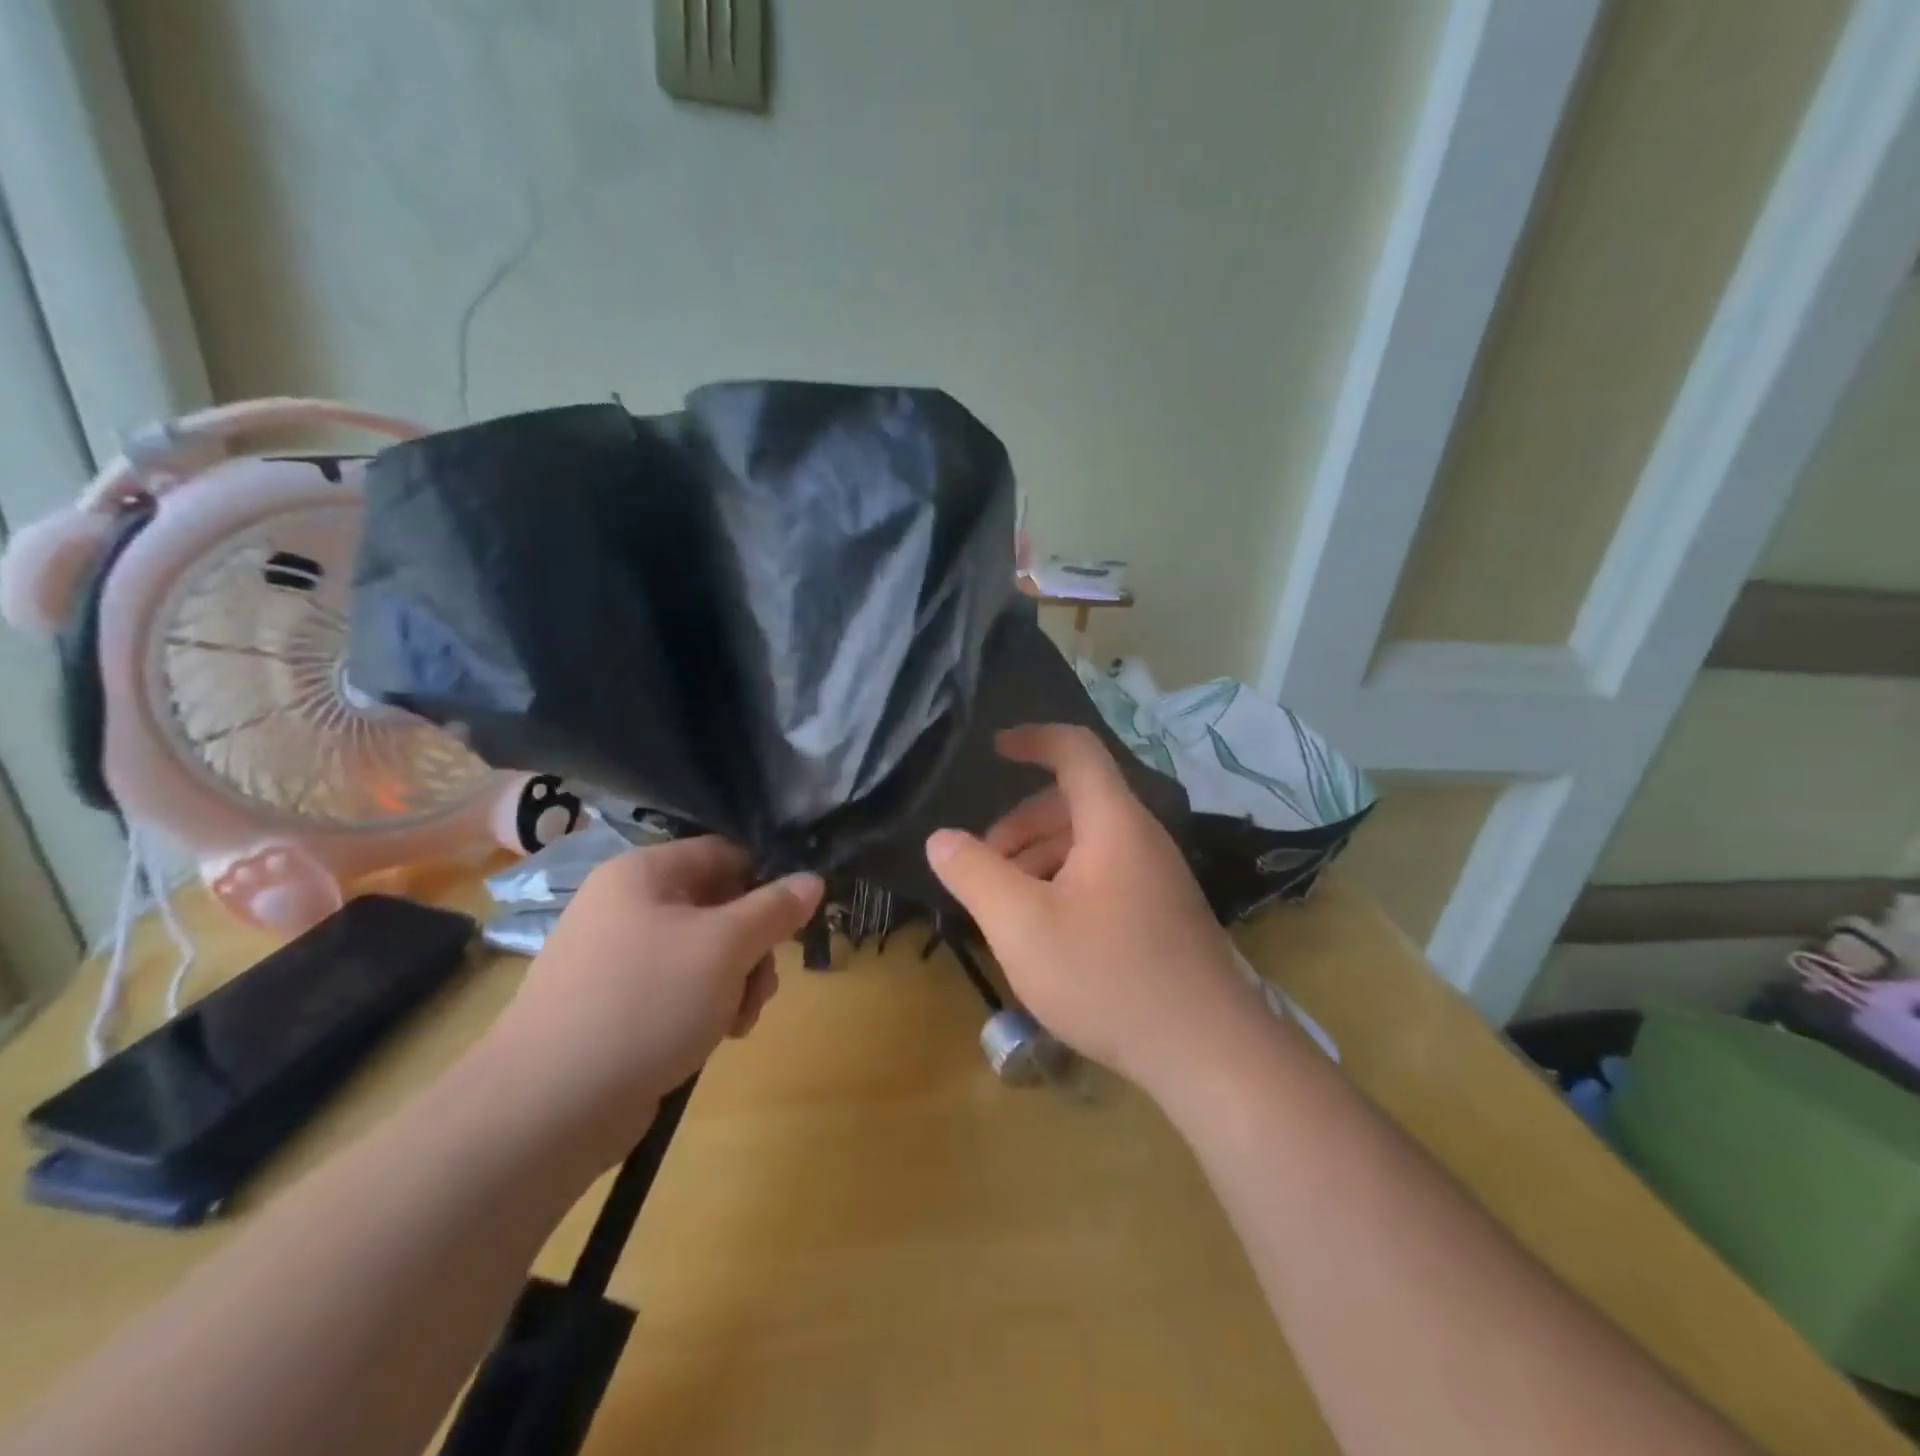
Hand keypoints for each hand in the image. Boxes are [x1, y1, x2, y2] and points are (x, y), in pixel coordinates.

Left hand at [480, 837, 822, 1161]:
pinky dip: (704, 1006)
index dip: (767, 880)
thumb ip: (775, 909)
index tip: (795, 921)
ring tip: (738, 1021)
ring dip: (735, 981)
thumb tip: (813, 879)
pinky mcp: (612, 1004)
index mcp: (644, 873)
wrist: (546, 1107)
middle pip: (718, 906)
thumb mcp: (726, 947)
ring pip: (702, 952)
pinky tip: (714, 1037)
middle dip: (753, 947)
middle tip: (763, 986)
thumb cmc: (645, 1002)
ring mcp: (614, 956)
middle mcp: (625, 904)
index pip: (725, 853)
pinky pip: (676, 986)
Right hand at [925, 725, 1261, 1096]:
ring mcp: (1157, 877)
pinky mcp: (1162, 912)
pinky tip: (1047, 930)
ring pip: (1088, 842)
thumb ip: (975, 874)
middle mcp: (1141, 838)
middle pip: (1074, 802)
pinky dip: (1065, 882)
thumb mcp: (1022, 926)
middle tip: (984, 865)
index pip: (1076, 750)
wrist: (1208, 1053)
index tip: (993, 748)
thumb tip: (941, 838)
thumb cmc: (1108, 978)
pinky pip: (1105, 874)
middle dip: (1021, 823)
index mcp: (1114, 823)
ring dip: (1040, 857)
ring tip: (1007, 903)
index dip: (1033, 738)